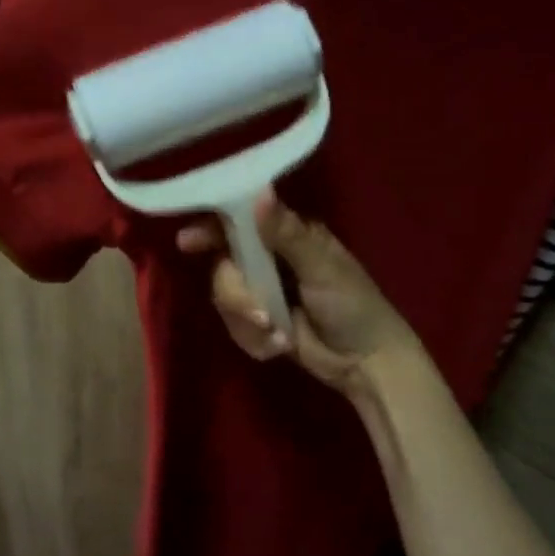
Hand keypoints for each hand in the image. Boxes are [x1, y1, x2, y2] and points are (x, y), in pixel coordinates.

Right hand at [177, 191, 425, 400]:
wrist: (367, 363)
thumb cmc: (354, 305)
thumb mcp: (322, 267)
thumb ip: (286, 233)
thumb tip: (259, 192)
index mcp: (285, 236)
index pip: (237, 222)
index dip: (210, 229)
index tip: (187, 242)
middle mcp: (268, 260)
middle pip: (223, 268)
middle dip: (236, 296)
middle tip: (259, 314)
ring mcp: (262, 293)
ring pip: (226, 300)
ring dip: (248, 323)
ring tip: (279, 336)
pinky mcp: (259, 324)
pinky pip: (235, 328)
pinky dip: (255, 340)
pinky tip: (280, 346)